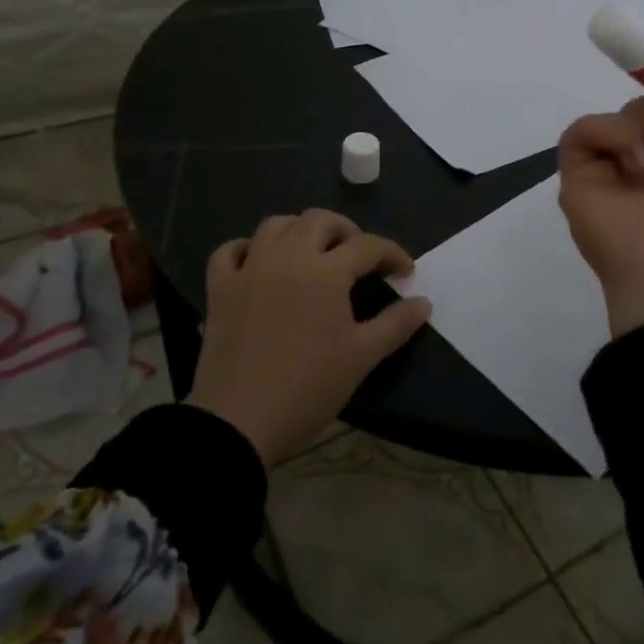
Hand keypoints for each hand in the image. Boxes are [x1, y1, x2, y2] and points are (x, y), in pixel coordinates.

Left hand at [187, 210, 430, 467]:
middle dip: (347, 231)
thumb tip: (423, 302)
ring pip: (275, 225)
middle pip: (320, 220)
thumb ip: (396, 325)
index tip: (405, 272)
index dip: (393, 254)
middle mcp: (287, 256)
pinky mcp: (220, 288)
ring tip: (312, 253)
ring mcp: (249, 268)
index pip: (368, 246)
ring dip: (299, 230)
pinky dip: (247, 249)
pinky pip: (230, 251)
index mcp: (326, 271)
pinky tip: (259, 263)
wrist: (237, 422)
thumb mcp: (361, 358)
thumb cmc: (308, 388)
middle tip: (358, 258)